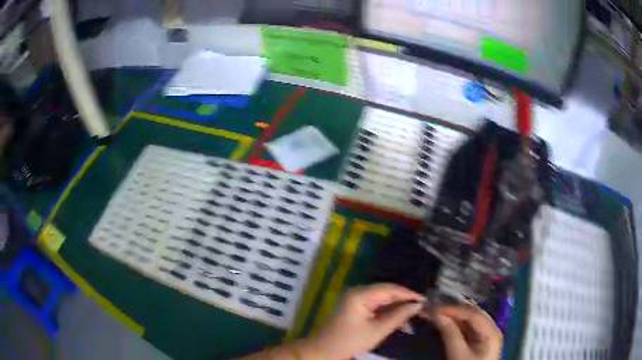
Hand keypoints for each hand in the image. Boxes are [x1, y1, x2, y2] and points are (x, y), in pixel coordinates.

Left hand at [303, 284, 423, 358]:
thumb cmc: (350, 342)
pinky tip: (401, 323)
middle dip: (404, 302)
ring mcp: (356, 300)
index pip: (390, 289)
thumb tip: (417, 305)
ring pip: (383, 301)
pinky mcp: (356, 308)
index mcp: (360, 294)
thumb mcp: (377, 331)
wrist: (324, 352)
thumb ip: (398, 316)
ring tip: (414, 319)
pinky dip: (388, 314)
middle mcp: (358, 292)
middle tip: (423, 309)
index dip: (409, 294)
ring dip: (398, 310)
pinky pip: (377, 307)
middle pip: (387, 293)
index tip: (425, 300)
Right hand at [434, 305, 502, 359]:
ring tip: (440, 315)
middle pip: (475, 314)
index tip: (435, 309)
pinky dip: (460, 325)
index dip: (454, 310)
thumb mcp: (457, 355)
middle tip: (436, 310)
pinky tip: (449, 324)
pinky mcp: (483, 341)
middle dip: (456, 311)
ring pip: (473, 320)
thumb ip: (450, 334)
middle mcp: (493, 328)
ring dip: (457, 317)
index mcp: (492, 331)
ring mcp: (489, 335)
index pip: (473, 314)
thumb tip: (437, 315)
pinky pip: (472, 328)